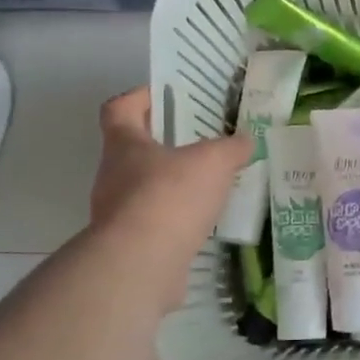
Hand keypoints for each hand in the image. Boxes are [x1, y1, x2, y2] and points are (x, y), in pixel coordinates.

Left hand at [89, 88, 251, 304]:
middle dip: (166, 145)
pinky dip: (177, 221)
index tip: (164, 95)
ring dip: (173, 186)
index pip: (119, 109)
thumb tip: (246, 140)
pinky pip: (156, 224)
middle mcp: (113, 176)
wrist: (141, 265)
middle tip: (202, 143)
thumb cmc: (170, 196)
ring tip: (211, 186)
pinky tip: (206, 223)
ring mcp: (117, 215)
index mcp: (125, 145)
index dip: (139, 97)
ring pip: (146, 190)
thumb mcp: (213, 161)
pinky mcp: (131, 247)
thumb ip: (231, 148)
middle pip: (134, 151)